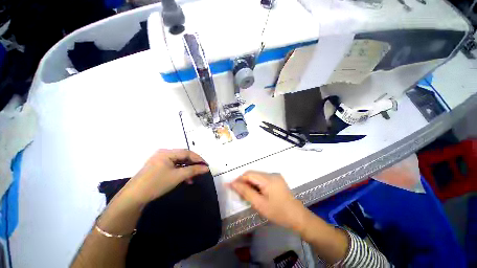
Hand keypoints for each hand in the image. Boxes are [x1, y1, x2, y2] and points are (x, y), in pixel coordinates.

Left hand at [121, 149, 209, 204]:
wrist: (133, 197)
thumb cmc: (157, 183)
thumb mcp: (177, 176)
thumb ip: (193, 170)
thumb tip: (206, 168)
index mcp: (167, 152)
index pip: (187, 152)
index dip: (198, 158)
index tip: (206, 165)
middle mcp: (163, 153)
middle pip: (183, 156)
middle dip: (193, 164)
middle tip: (201, 170)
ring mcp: (160, 160)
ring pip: (179, 162)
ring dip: (187, 169)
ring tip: (193, 177)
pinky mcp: (158, 167)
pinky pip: (173, 166)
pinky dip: (180, 172)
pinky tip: (185, 179)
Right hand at [229, 171, 309, 231]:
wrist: (297, 217)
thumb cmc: (278, 213)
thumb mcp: (259, 204)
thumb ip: (245, 192)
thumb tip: (233, 184)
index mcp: (268, 179)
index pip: (249, 174)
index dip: (238, 179)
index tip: (230, 186)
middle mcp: (271, 174)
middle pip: (252, 174)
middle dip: (244, 182)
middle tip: (239, 194)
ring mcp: (275, 176)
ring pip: (257, 177)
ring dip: (250, 184)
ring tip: (247, 195)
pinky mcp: (276, 180)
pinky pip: (262, 179)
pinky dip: (256, 185)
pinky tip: (255, 193)